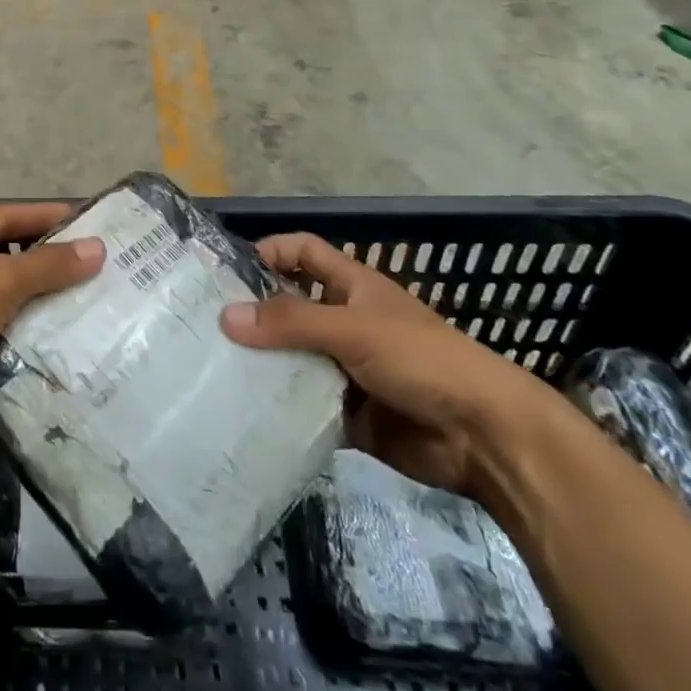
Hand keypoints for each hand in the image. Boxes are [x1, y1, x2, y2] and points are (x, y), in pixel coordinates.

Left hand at [0, 203, 104, 430]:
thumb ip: (47, 266)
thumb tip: (97, 247)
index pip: (8, 216)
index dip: (47, 218)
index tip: (89, 224)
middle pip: (2, 259)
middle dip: (43, 267)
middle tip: (90, 276)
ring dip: (29, 309)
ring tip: (77, 316)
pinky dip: (12, 343)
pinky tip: (44, 352)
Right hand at [221, 233, 560, 498]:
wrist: (485, 438)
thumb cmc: (421, 359)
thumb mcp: (353, 329)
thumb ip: (291, 322)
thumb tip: (226, 316)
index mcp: (352, 287)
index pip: (302, 252)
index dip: (269, 252)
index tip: (227, 273)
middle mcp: (344, 322)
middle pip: (289, 308)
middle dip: (253, 316)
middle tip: (205, 329)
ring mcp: (345, 368)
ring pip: (292, 358)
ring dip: (261, 365)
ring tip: (213, 372)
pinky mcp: (347, 412)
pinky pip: (303, 403)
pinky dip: (279, 407)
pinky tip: (245, 413)